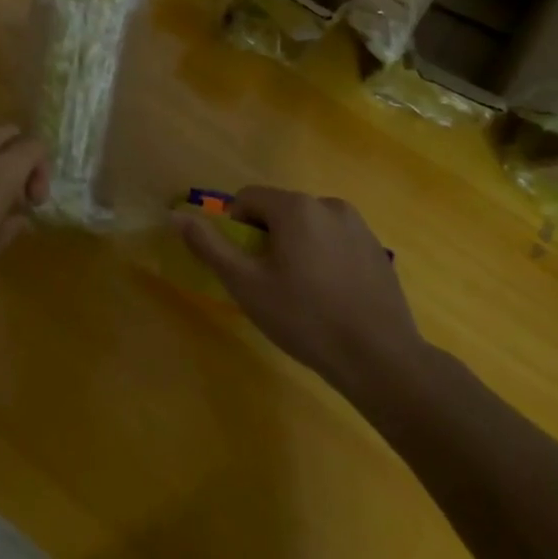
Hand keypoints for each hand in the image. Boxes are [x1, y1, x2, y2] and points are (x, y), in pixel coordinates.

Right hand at [177, 187, 429, 396]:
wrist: (382, 360)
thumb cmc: (306, 318)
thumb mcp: (246, 285)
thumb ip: (210, 246)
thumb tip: (176, 215)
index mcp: (295, 207)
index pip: (247, 199)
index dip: (237, 229)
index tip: (246, 266)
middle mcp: (328, 203)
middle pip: (279, 210)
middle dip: (267, 239)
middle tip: (271, 283)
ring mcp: (358, 225)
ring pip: (308, 226)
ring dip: (296, 247)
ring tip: (303, 293)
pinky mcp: (377, 249)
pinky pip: (335, 241)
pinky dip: (324, 257)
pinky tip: (332, 297)